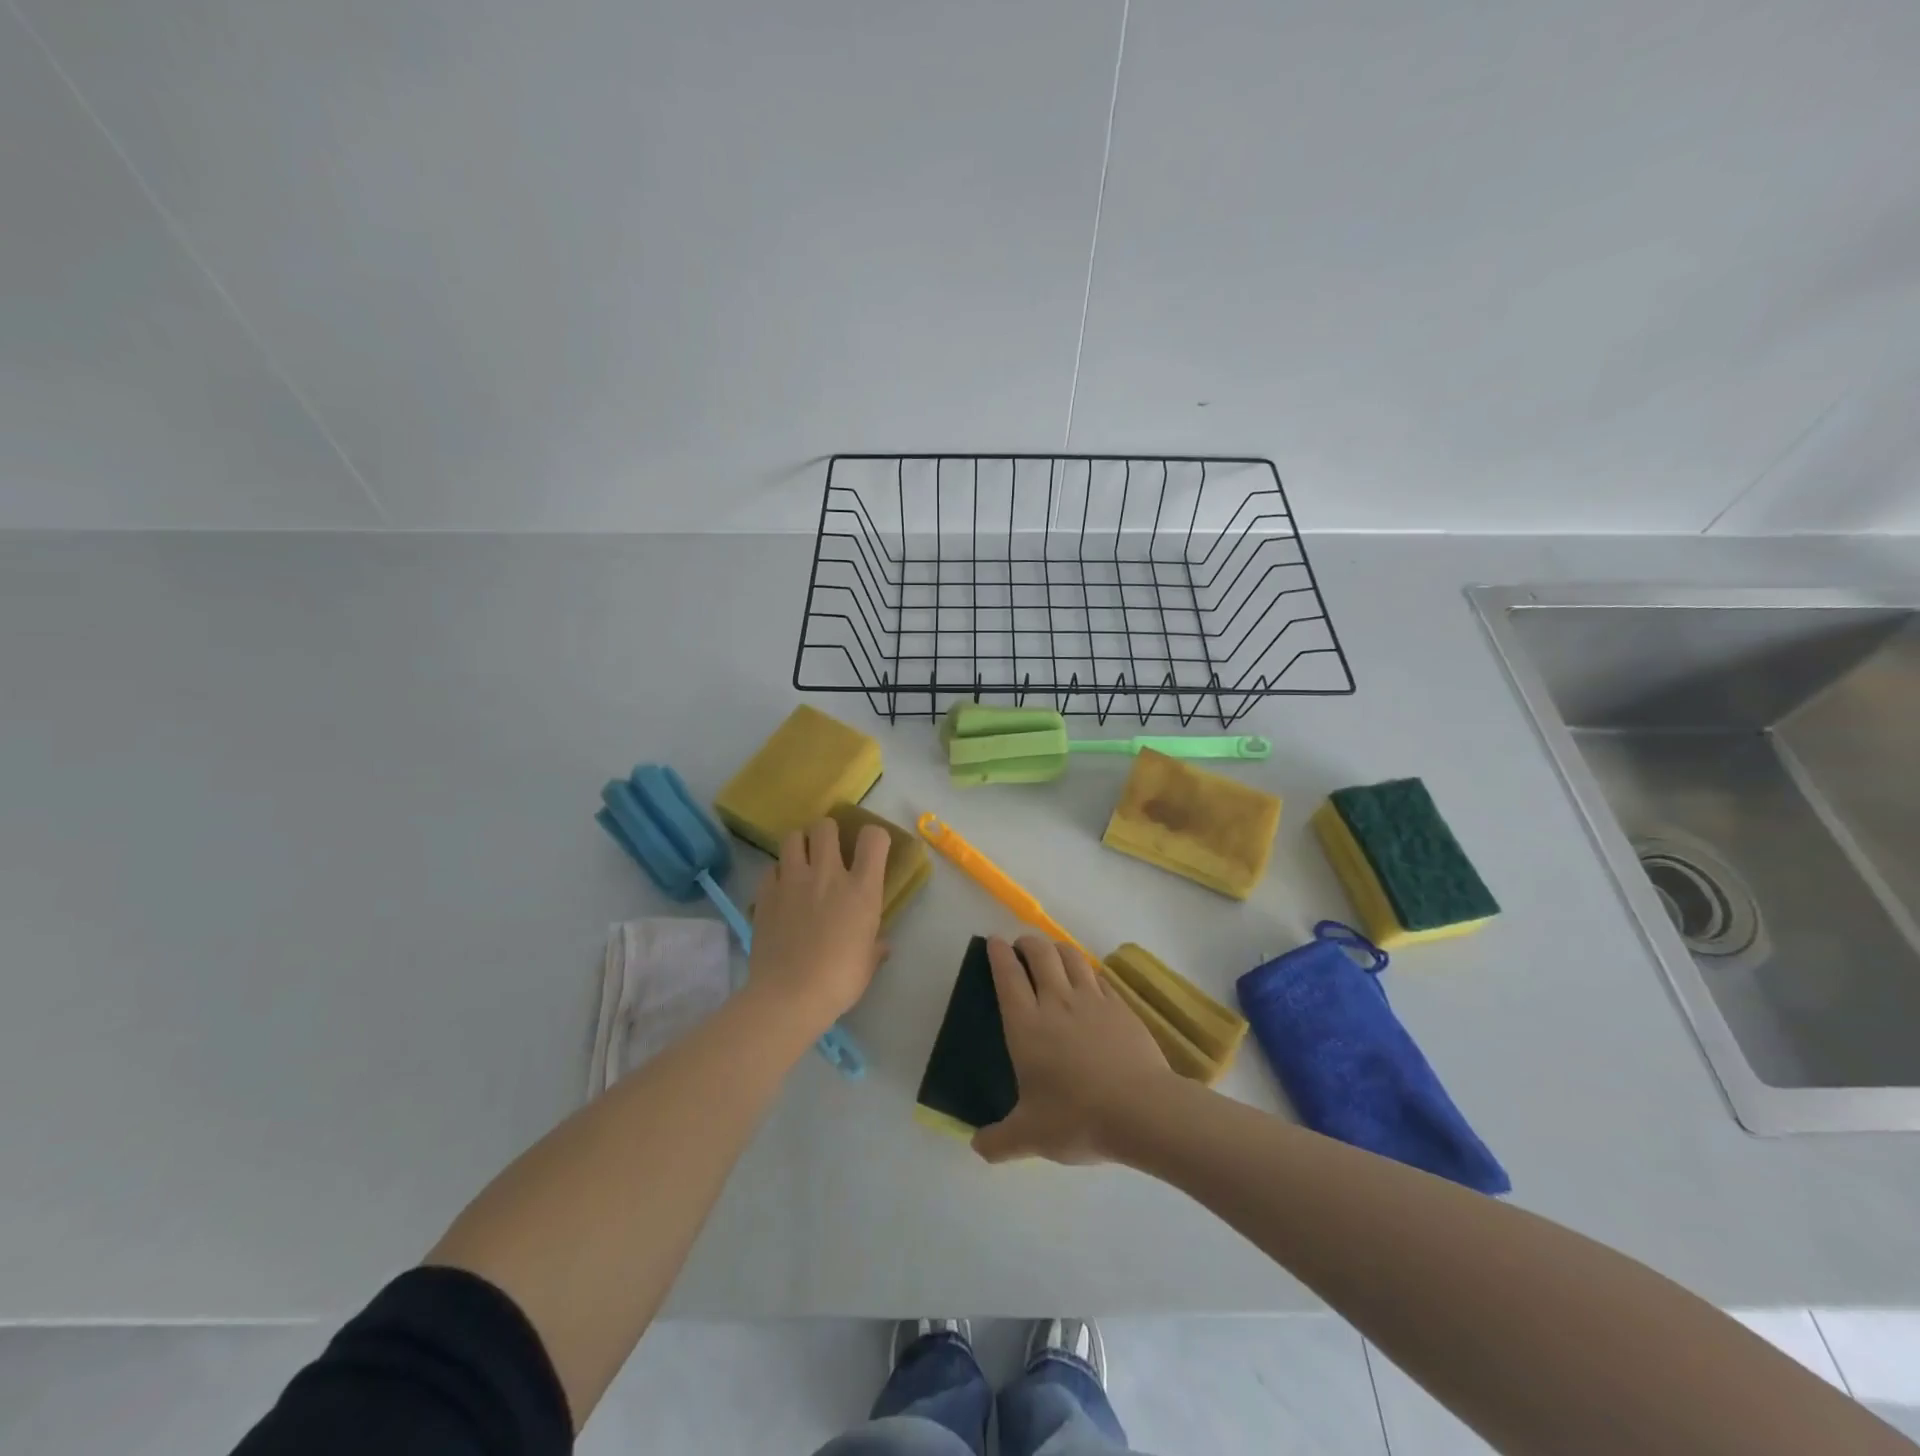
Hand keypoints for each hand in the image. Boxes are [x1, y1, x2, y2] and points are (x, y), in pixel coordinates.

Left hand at [748, 819, 888, 1027]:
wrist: (788, 996)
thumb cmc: (838, 981)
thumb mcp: (868, 964)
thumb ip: (875, 946)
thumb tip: (882, 945)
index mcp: (861, 889)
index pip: (873, 838)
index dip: (874, 838)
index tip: (870, 852)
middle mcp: (827, 874)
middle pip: (826, 826)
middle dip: (828, 834)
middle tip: (828, 853)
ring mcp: (792, 880)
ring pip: (793, 837)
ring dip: (800, 846)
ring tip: (801, 863)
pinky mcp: (765, 894)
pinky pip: (771, 868)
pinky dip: (777, 874)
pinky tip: (781, 891)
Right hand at [972, 935, 1174, 1165]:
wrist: (1141, 1110)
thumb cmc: (1077, 1118)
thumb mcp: (1029, 1137)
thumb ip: (999, 1141)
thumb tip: (978, 1148)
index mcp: (1026, 1025)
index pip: (1007, 975)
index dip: (999, 954)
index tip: (995, 942)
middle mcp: (1056, 1002)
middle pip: (1039, 953)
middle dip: (1027, 942)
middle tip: (1022, 945)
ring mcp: (1092, 1000)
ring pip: (1071, 956)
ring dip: (1057, 948)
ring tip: (1052, 953)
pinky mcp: (1120, 1006)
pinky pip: (1098, 976)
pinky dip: (1087, 970)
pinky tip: (1088, 980)